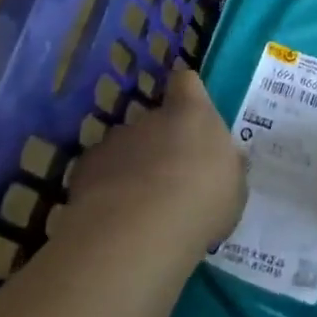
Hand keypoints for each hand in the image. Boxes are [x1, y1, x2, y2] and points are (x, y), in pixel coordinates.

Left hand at [67, 68, 245, 251]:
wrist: (137, 234)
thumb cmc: (201, 203)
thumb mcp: (233, 188)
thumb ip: (227, 167)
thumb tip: (224, 162)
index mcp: (193, 114)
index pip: (187, 82)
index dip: (187, 93)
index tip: (190, 113)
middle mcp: (151, 118)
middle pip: (155, 120)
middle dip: (159, 143)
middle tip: (170, 179)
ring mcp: (114, 142)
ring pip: (124, 148)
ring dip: (131, 167)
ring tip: (138, 207)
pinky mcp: (83, 170)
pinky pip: (97, 174)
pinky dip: (103, 191)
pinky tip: (112, 220)